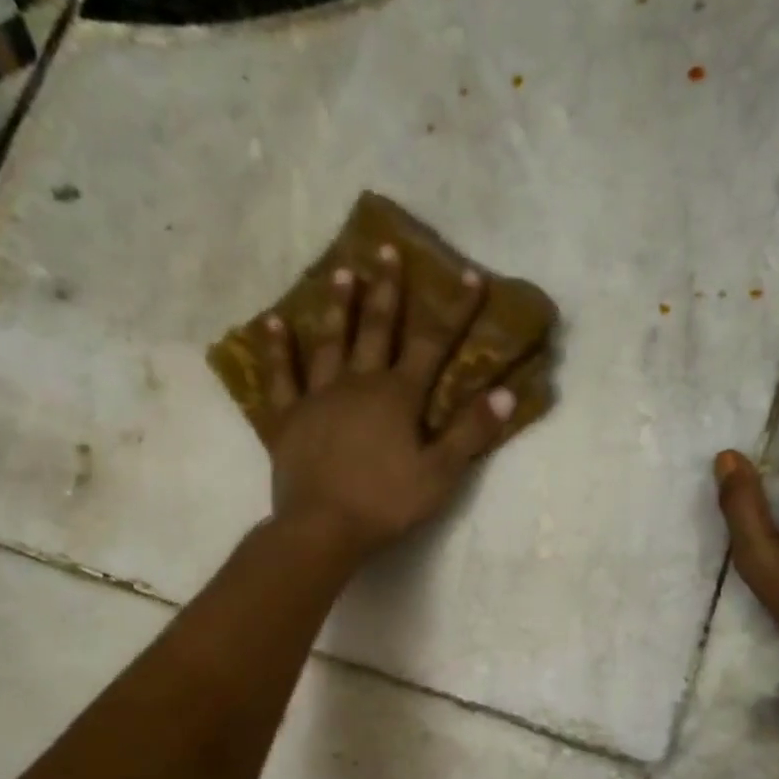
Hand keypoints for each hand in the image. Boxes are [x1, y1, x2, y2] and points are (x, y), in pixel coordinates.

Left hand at [263, 245, 515, 561]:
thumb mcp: (440, 473)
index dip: (454, 310)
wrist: (323, 528)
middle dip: (387, 291)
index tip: (469, 275)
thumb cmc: (386, 503)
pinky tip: (272, 324)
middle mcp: (359, 384)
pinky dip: (277, 351)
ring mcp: (319, 397)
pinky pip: (281, 378)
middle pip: (377, 330)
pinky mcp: (289, 419)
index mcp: (398, 396)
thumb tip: (505, 393)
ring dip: (337, 307)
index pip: (434, 345)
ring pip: (330, 343)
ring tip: (341, 273)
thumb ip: (471, 432)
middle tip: (387, 250)